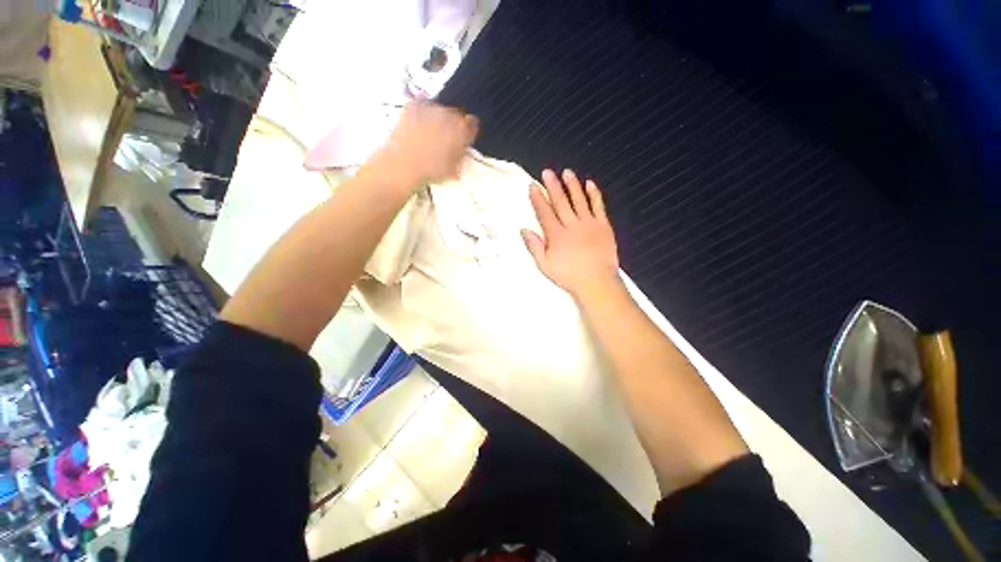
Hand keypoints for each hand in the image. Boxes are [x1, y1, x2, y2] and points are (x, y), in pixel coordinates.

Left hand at [373, 101, 478, 188]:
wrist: (403, 164)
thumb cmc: (431, 170)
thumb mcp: (454, 169)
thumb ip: (461, 156)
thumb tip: (463, 150)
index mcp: (461, 130)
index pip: (472, 125)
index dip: (469, 132)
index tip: (465, 139)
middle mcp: (448, 115)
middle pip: (456, 115)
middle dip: (453, 125)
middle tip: (447, 140)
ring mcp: (429, 108)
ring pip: (439, 109)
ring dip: (438, 118)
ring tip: (432, 133)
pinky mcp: (412, 106)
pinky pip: (421, 103)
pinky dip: (422, 110)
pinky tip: (420, 122)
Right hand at [523, 169, 621, 299]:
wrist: (597, 282)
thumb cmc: (568, 276)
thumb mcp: (545, 265)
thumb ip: (534, 246)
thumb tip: (523, 230)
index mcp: (556, 235)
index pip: (544, 212)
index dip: (538, 198)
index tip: (533, 185)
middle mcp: (571, 225)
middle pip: (560, 202)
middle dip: (553, 186)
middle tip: (547, 172)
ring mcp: (588, 223)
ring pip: (578, 200)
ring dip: (572, 185)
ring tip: (567, 172)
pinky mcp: (603, 225)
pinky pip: (598, 206)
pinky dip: (594, 194)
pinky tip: (590, 184)